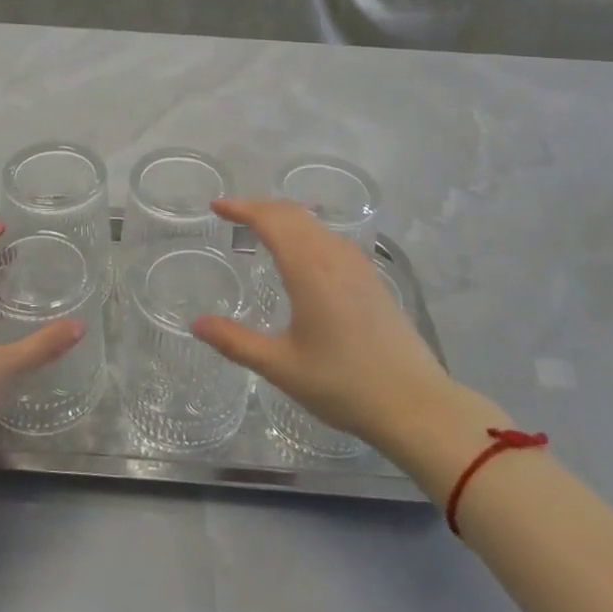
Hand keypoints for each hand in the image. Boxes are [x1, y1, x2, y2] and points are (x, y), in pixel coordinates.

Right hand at [190, 199, 457, 455]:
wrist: (416, 404)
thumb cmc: (343, 384)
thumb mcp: (281, 366)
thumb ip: (235, 342)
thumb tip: (196, 323)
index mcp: (308, 268)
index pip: (269, 219)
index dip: (241, 208)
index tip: (216, 207)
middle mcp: (333, 255)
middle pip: (292, 213)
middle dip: (259, 207)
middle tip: (232, 215)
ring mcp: (357, 264)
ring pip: (314, 223)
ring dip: (284, 217)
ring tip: (261, 229)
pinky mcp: (372, 278)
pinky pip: (330, 238)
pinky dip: (305, 231)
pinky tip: (302, 254)